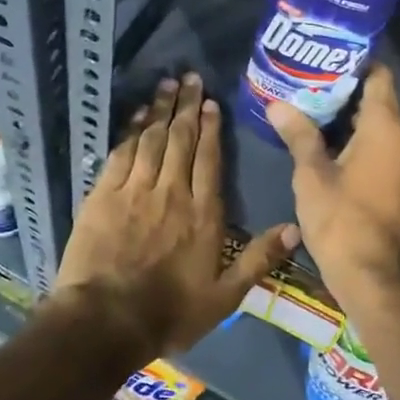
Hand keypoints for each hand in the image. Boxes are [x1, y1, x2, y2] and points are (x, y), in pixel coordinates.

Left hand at [53, 73, 298, 358]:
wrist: (105, 321)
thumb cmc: (169, 313)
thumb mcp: (224, 297)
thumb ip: (258, 260)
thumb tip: (296, 228)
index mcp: (203, 214)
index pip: (209, 159)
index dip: (212, 128)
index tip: (212, 103)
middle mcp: (172, 192)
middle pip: (182, 139)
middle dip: (188, 106)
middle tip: (191, 78)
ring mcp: (135, 190)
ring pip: (152, 139)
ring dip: (161, 109)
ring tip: (168, 84)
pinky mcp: (104, 195)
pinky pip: (121, 153)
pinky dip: (131, 130)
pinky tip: (138, 115)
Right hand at [266, 66, 399, 308]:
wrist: (374, 277)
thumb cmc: (342, 219)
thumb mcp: (311, 174)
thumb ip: (298, 134)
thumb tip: (277, 104)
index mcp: (386, 128)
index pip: (378, 76)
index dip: (354, 63)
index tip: (324, 57)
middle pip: (376, 100)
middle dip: (342, 90)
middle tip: (304, 82)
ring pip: (377, 126)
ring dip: (346, 118)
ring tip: (307, 109)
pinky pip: (379, 148)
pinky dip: (355, 140)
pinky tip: (323, 144)